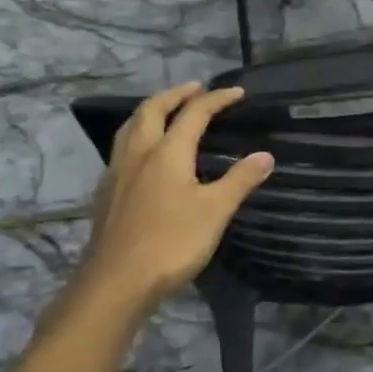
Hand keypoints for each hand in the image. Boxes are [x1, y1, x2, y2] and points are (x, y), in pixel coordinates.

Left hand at [75, 83, 272, 306]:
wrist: (116, 282)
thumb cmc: (171, 242)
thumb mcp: (215, 211)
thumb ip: (240, 180)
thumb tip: (265, 155)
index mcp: (167, 152)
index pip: (194, 113)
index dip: (217, 99)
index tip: (237, 92)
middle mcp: (139, 153)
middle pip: (153, 110)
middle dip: (176, 94)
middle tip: (195, 88)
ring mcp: (118, 173)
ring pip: (131, 127)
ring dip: (151, 111)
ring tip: (166, 110)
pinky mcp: (107, 194)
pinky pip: (122, 148)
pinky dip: (138, 135)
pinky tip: (144, 154)